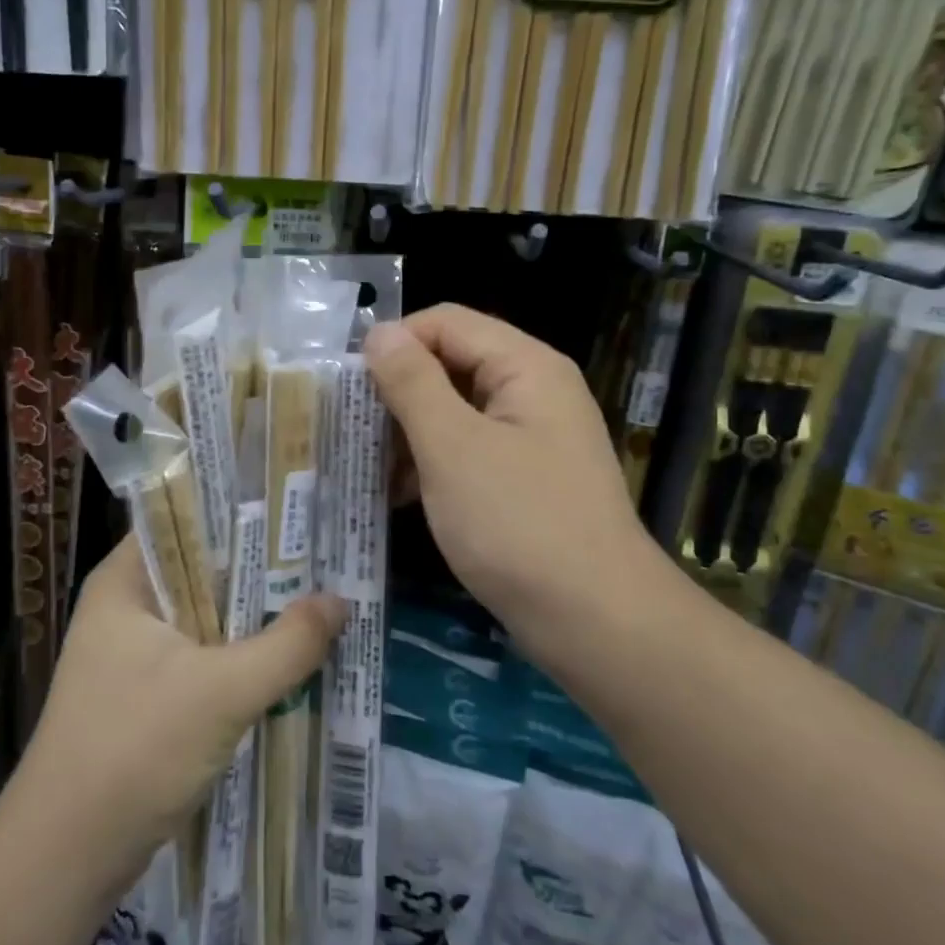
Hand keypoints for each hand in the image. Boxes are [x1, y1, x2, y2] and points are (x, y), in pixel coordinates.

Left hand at [11, 536, 345, 890]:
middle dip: (260, 570)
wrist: (65, 860)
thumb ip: (288, 644)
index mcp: (124, 581)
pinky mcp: (145, 695)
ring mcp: (132, 653)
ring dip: (253, 617)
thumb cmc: (135, 750)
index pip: (186, 520)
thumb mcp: (223, 691)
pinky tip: (286, 658)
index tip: (296, 511)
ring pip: (206, 617)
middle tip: (323, 556)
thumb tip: (340, 601)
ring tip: (318, 598)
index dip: (240, 512)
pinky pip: (202, 657)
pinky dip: (239, 656)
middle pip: (202, 570)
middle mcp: (125, 606)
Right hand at [366, 306, 650, 637]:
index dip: (394, 343)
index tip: (347, 385)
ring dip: (410, 432)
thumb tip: (379, 332)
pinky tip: (400, 494)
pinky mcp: (526, 478)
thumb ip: (412, 382)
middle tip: (349, 429)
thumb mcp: (452, 447)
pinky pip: (469, 450)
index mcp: (525, 366)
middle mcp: (533, 390)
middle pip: (451, 363)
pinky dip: (433, 463)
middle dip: (398, 392)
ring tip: (367, 466)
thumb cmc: (518, 524)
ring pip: (456, 410)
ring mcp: (532, 437)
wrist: (596, 623)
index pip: (446, 322)